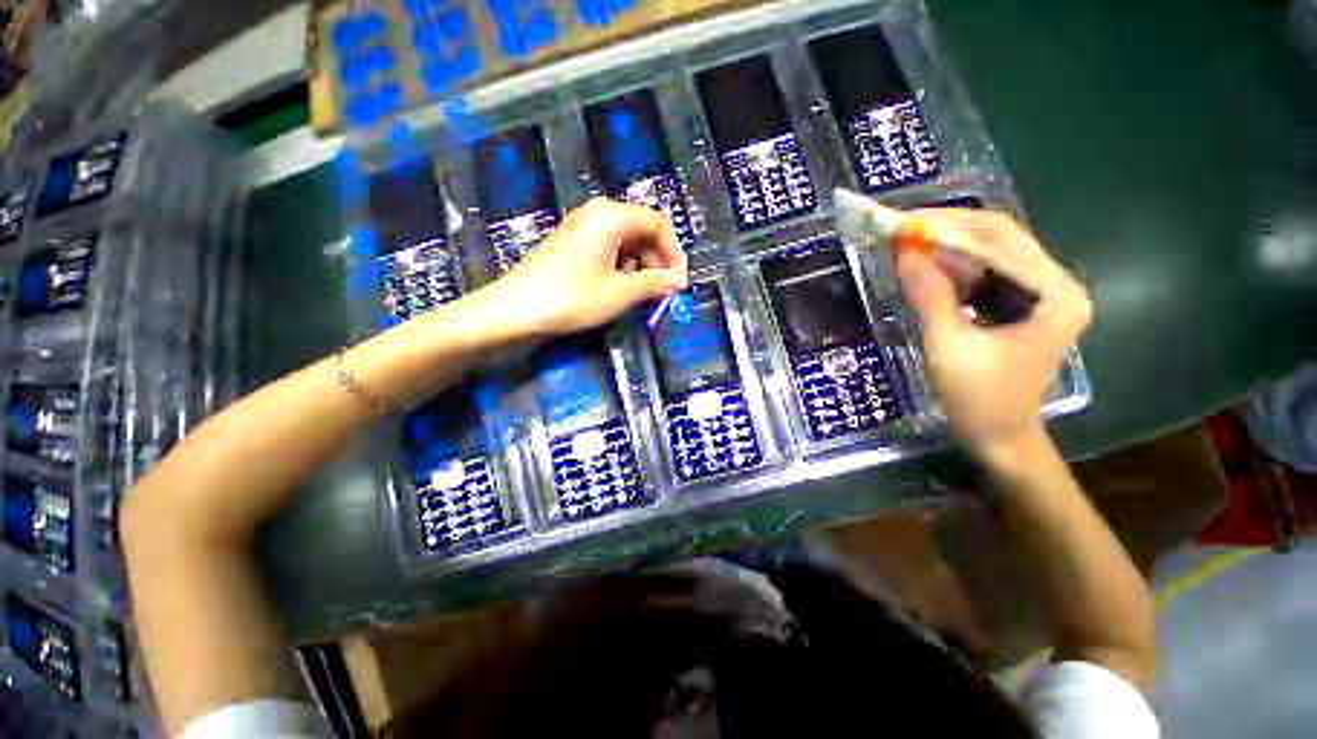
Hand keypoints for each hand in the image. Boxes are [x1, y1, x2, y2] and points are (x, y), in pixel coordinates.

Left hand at [480, 198, 686, 336]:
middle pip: (642, 227)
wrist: (516, 308)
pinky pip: (607, 244)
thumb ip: (654, 283)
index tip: (678, 280)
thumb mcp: (620, 293)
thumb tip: (680, 280)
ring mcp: (581, 225)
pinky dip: (621, 263)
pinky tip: (619, 284)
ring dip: (640, 262)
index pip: (658, 223)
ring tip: (641, 290)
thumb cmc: (573, 298)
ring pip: (625, 237)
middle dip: (657, 257)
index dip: (674, 252)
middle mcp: (597, 212)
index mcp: (612, 216)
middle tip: (662, 288)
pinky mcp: (571, 240)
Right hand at [895, 210, 1091, 450]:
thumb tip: (903, 250)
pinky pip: (983, 273)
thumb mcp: (948, 346)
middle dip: (946, 230)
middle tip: (899, 227)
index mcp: (1053, 294)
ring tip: (904, 244)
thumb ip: (929, 295)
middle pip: (998, 238)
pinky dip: (951, 267)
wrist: (999, 437)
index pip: (998, 240)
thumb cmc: (979, 399)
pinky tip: (924, 268)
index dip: (946, 227)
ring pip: (988, 252)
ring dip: (945, 247)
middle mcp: (1055, 283)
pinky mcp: (1021, 303)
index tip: (901, 221)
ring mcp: (1040, 292)